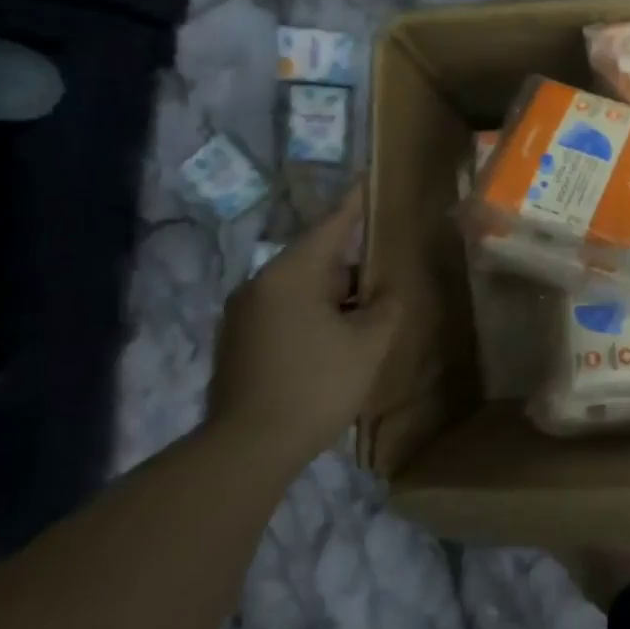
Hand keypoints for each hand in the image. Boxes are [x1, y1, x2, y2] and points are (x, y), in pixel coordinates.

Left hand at [207, 189, 399, 466]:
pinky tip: (339, 337)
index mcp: (291, 276)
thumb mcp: (368, 344)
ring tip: (370, 308)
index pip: (330, 227)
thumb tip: (390, 290)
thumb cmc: (315, 385)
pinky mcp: (240, 342)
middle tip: (389, 268)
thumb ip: (387, 307)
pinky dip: (316, 313)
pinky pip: (287, 310)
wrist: (247, 449)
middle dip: (354, 263)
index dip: (355, 204)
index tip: (369, 179)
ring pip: (302, 288)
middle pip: (316, 259)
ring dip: (336, 294)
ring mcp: (244, 315)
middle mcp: (259, 285)